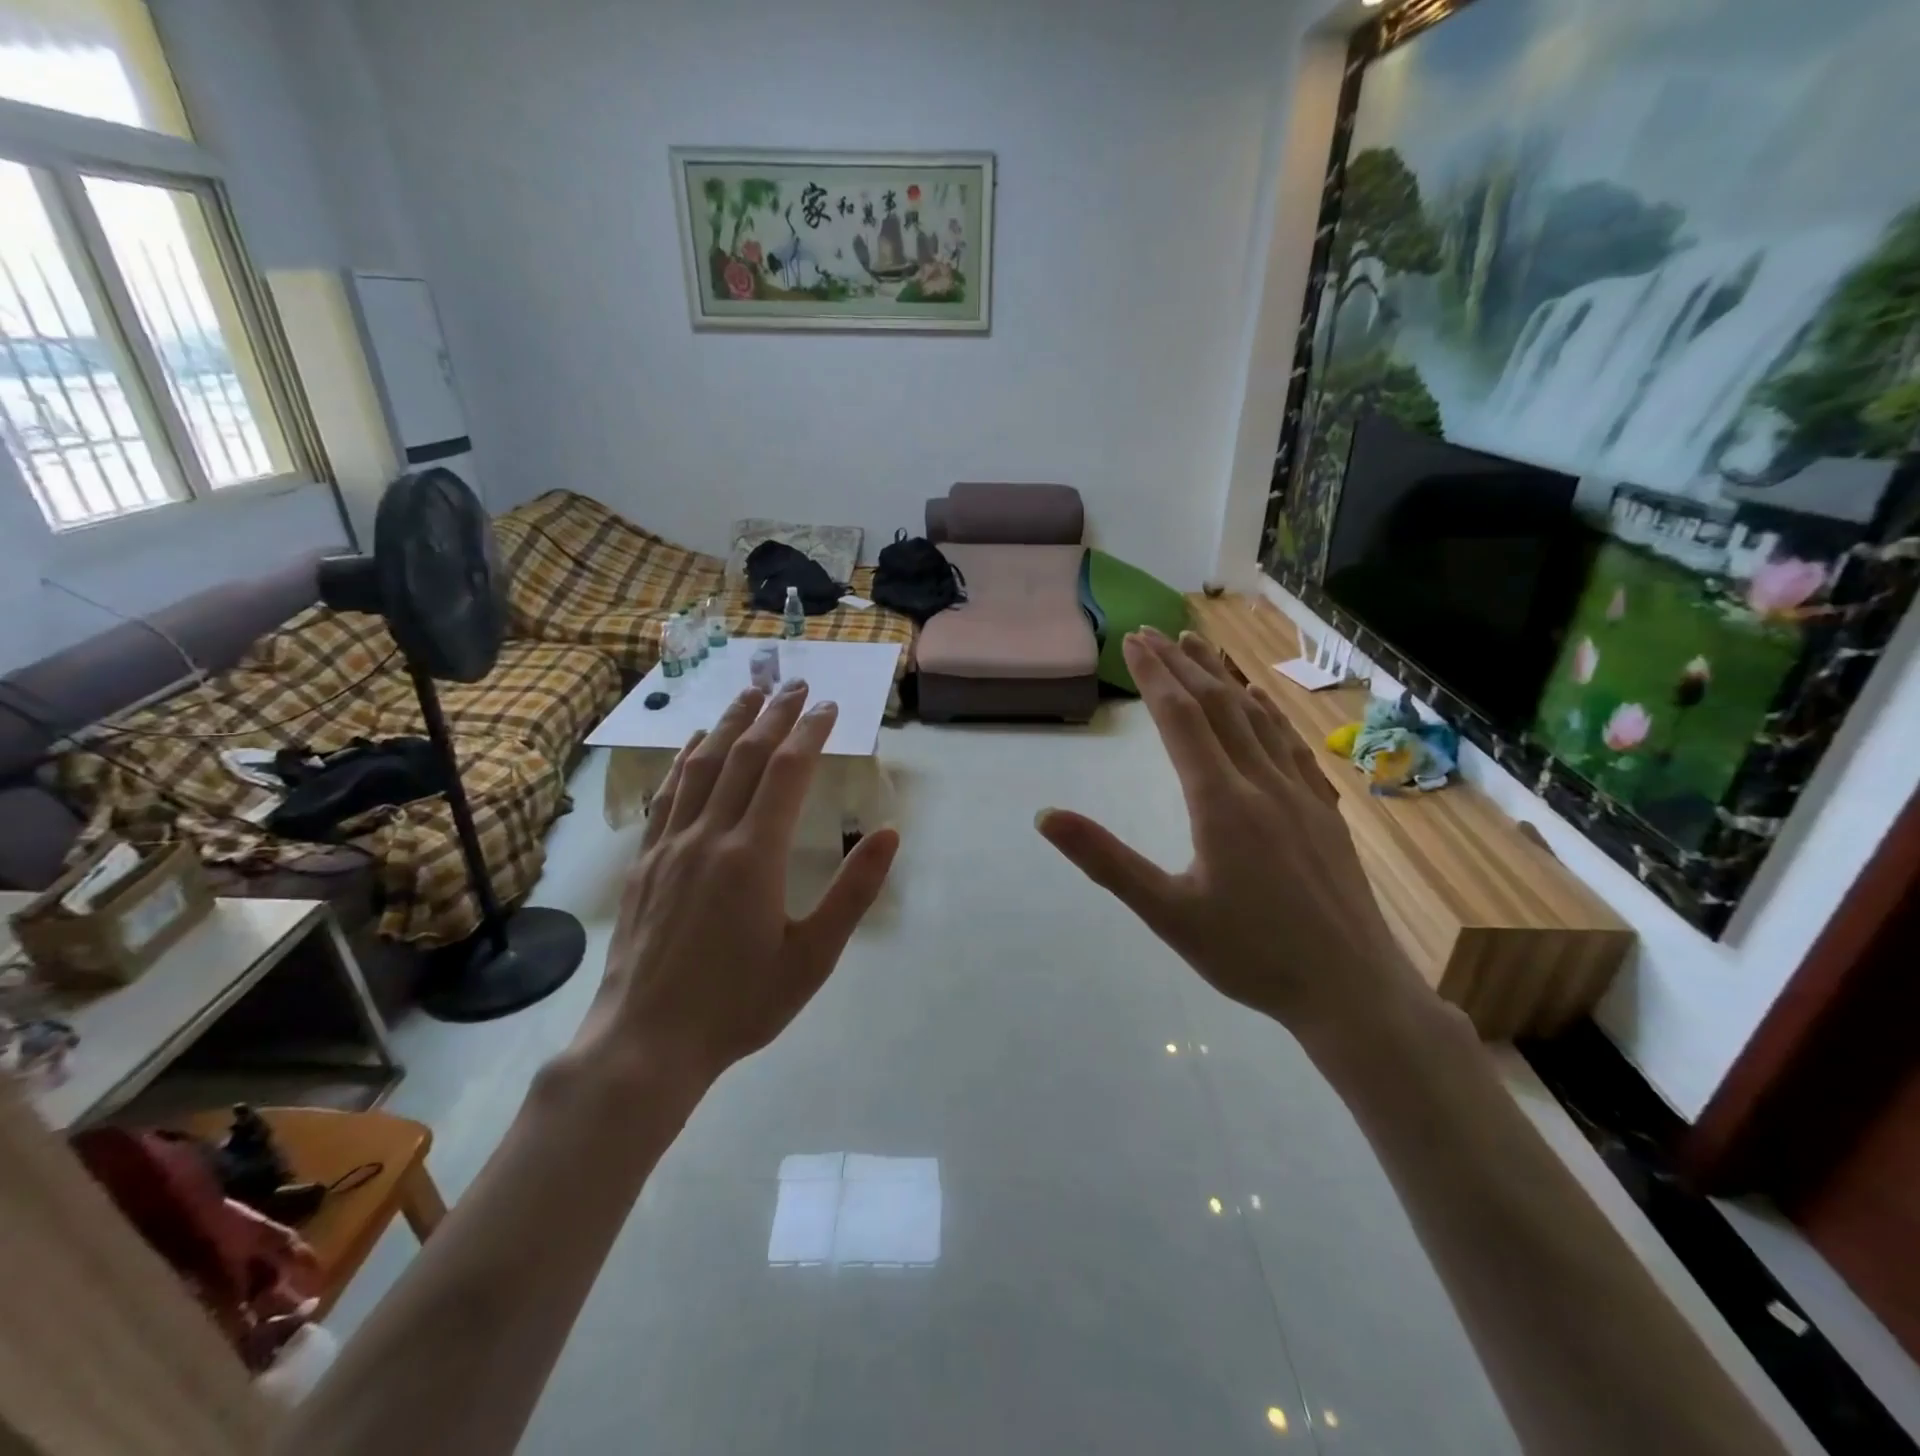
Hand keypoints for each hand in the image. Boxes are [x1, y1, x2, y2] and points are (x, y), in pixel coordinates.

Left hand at [568, 679, 899, 1096]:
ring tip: (748, 693)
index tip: (828, 705)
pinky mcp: (646, 861)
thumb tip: (889, 834)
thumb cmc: (740, 1004)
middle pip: (744, 756)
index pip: (786, 772)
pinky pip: (668, 794)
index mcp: (754, 855)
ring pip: (702, 766)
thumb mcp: (813, 958)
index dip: (809, 732)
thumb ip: (853, 892)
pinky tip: (692, 743)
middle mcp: (709, 835)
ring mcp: (671, 845)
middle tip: (795, 683)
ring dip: (728, 723)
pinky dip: (684, 759)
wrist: (646, 1043)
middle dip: (773, 714)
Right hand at [1037, 630, 1426, 1044]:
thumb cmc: (1251, 955)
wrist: (1352, 989)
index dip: (1155, 676)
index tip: (1134, 640)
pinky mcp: (1324, 810)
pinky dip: (1267, 712)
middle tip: (1155, 632)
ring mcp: (1300, 793)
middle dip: (1183, 665)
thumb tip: (1047, 816)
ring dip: (1224, 678)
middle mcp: (1262, 782)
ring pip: (1257, 717)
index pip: (1181, 720)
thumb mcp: (1167, 913)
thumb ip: (1106, 861)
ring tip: (1201, 647)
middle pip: (1218, 706)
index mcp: (1221, 802)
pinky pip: (1290, 743)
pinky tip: (1262, 703)